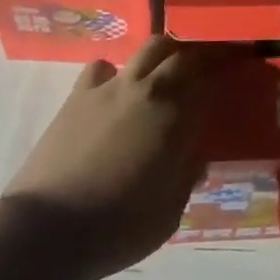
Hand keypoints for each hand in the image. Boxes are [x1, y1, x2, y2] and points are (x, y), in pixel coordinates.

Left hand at [2, 37, 218, 279]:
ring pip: (147, 48)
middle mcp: (148, 89)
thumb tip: (195, 156)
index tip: (233, 71)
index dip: (223, 71)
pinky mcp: (79, 94)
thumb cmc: (118, 228)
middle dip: (196, 56)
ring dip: (162, 55)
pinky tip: (114, 92)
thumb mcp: (169, 212)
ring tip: (163, 73)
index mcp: (175, 115)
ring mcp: (111, 86)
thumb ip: (186, 176)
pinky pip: (103, 67)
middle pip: (180, 53)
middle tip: (203, 69)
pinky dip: (115, 72)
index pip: (208, 78)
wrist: (47, 230)